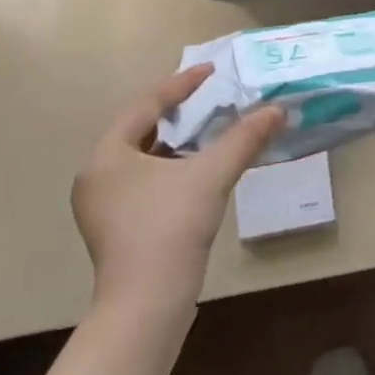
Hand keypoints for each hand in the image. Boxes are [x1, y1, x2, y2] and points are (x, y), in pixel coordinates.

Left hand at [72, 66, 283, 318]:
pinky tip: (199, 173)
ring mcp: (103, 207)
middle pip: (140, 131)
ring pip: (143, 159)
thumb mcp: (211, 174)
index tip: (211, 71)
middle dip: (178, 114)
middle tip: (211, 99)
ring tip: (210, 133)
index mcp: (106, 156)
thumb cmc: (170, 227)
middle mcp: (97, 177)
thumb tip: (277, 110)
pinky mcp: (117, 229)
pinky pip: (145, 183)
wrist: (147, 303)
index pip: (145, 106)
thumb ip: (244, 138)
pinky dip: (172, 169)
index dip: (181, 84)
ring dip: (177, 143)